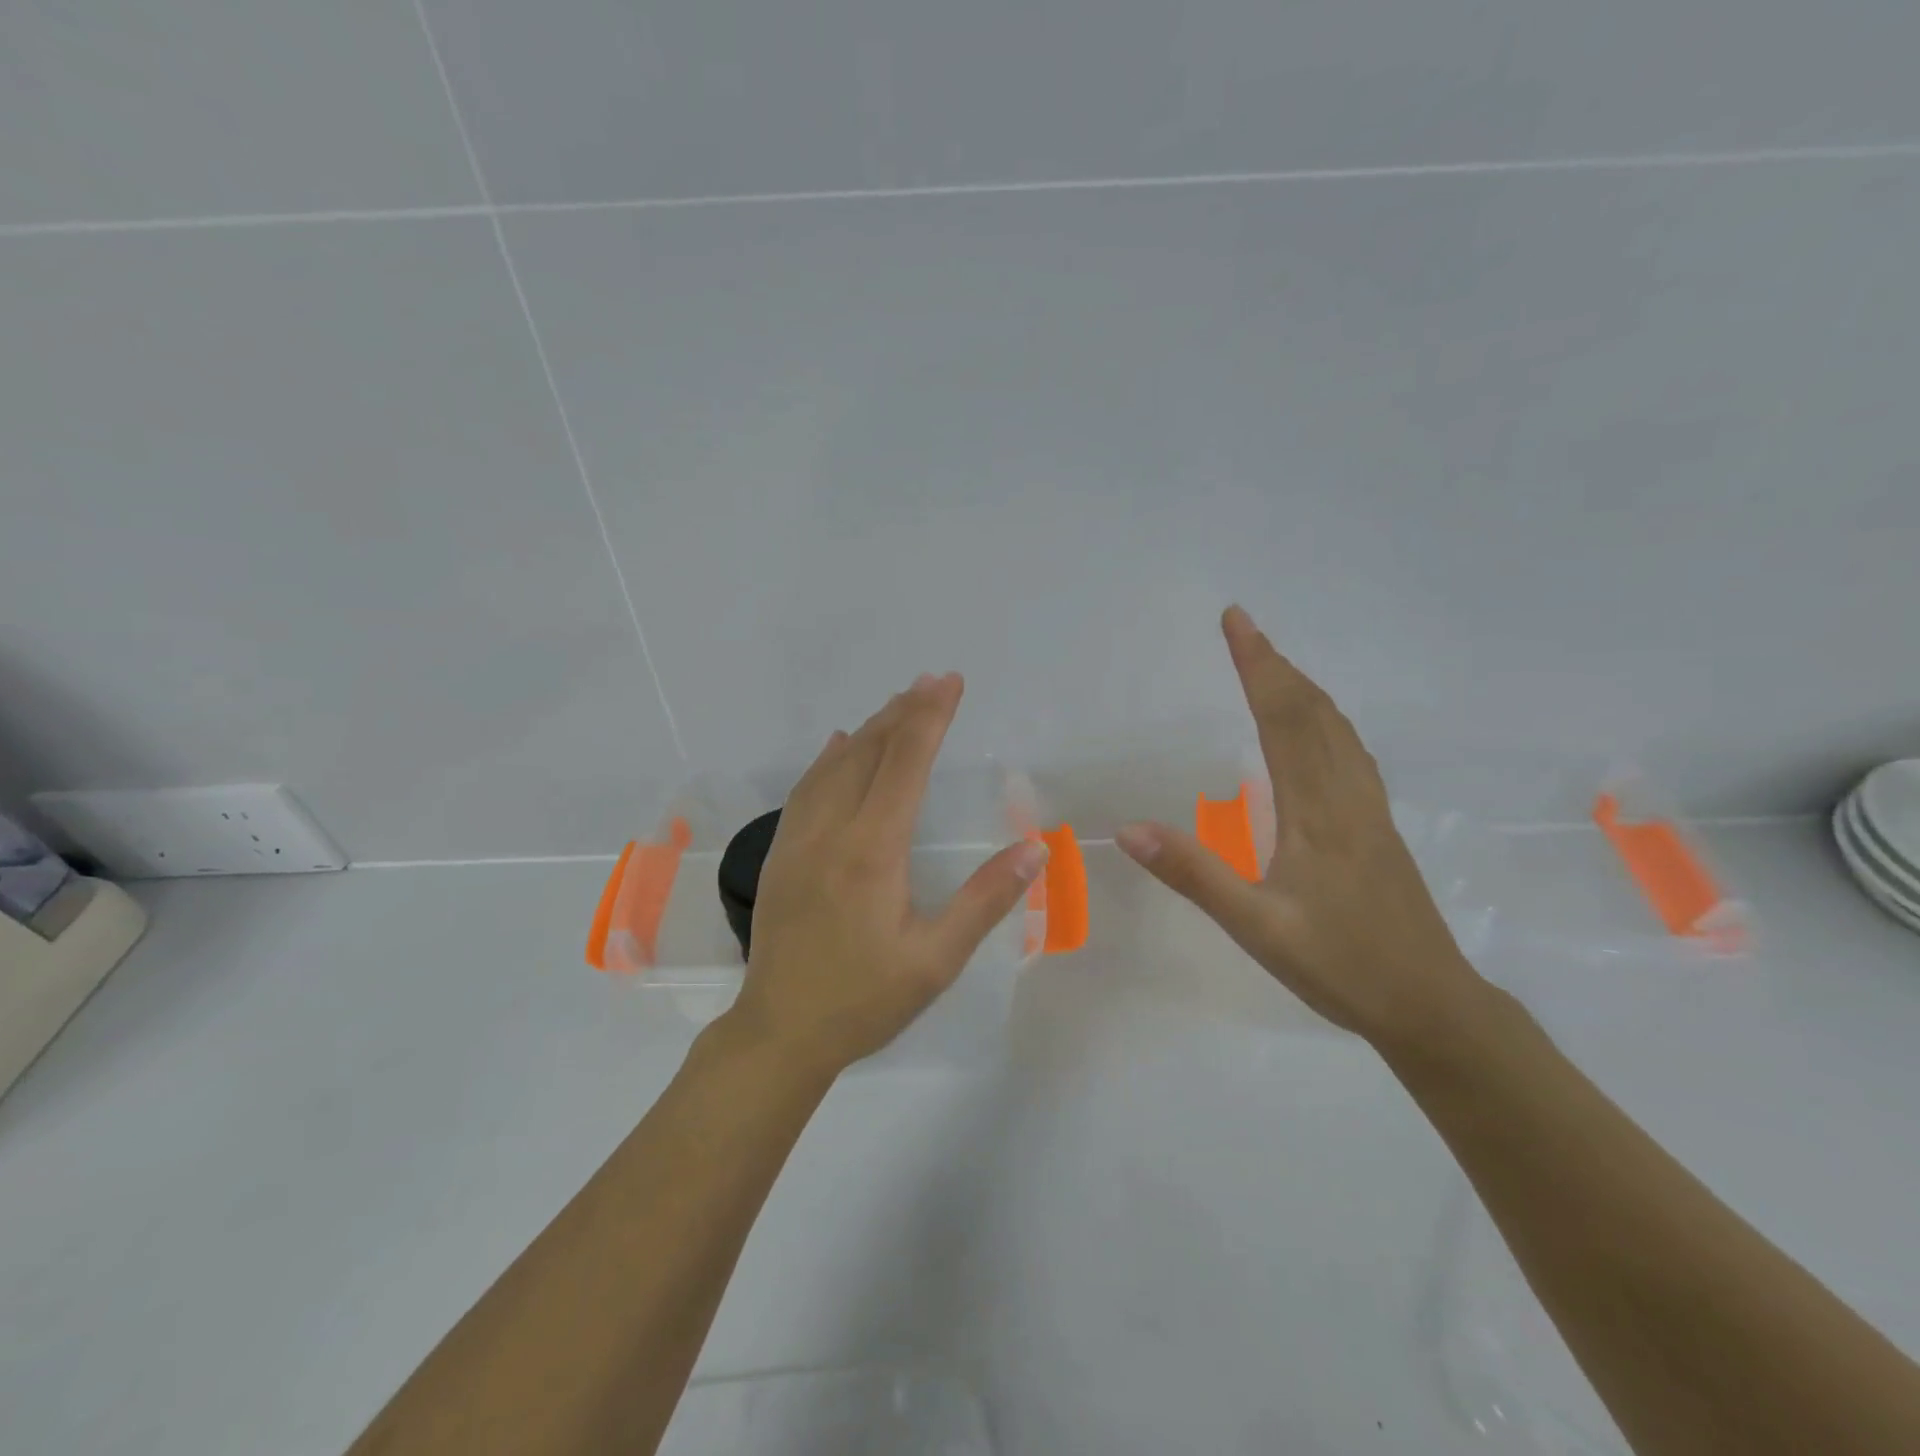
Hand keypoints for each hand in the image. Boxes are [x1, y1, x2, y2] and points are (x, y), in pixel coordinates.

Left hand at [726, 672, 1049, 1076]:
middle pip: (868, 752)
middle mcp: (831, 831)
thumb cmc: (864, 999)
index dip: (930, 718)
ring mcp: (798, 839)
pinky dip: (828, 758)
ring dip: (868, 729)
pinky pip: (806, 789)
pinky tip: (837, 746)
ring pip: (833, 765)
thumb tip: (1033, 849)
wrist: (780, 1032)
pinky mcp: (780, 854)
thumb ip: (984, 900)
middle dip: (903, 712)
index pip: (905, 765)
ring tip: (897, 703)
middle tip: (931, 680)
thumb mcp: (935, 959)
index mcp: (872, 850)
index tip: (949, 683)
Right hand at [1116, 607, 1484, 1050]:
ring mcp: (1369, 811)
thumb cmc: (1342, 966)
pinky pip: (1349, 752)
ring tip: (1271, 667)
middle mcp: (1347, 796)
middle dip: (1275, 664)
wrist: (1432, 1007)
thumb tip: (1130, 830)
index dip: (1258, 665)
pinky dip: (1324, 721)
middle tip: (1242, 628)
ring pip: (1338, 729)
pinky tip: (1316, 733)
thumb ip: (1195, 875)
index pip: (1284, 718)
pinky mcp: (1378, 828)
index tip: (1236, 620)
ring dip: (1302, 688)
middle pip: (1314, 711)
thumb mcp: (1257, 927)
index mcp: (1317, 810)